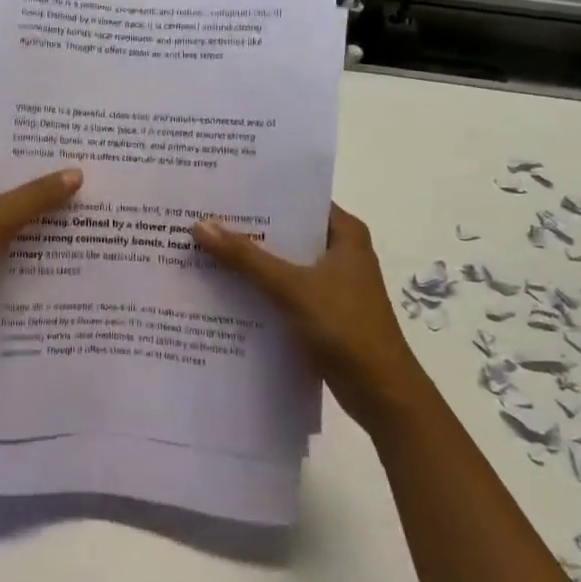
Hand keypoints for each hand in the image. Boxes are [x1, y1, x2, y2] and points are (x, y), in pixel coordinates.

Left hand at [0, 151, 81, 353]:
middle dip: (39, 185)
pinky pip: (3, 243)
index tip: (68, 148)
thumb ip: (36, 196)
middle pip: (4, 184)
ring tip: (82, 210)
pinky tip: (61, 245)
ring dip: (35, 217)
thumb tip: (76, 173)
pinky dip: (25, 244)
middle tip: (84, 179)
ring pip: (5, 215)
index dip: (29, 150)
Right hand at [192, 204, 434, 433]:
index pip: (297, 199)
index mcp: (345, 234)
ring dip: (248, 260)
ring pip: (281, 262)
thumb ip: (245, 257)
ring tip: (201, 246)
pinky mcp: (320, 311)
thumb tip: (200, 224)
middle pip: (285, 231)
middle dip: (246, 227)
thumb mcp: (291, 287)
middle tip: (200, 215)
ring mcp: (330, 284)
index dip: (260, 194)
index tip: (220, 188)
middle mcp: (339, 252)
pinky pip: (281, 290)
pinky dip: (257, 288)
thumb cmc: (346, 328)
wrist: (381, 393)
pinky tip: (221, 288)